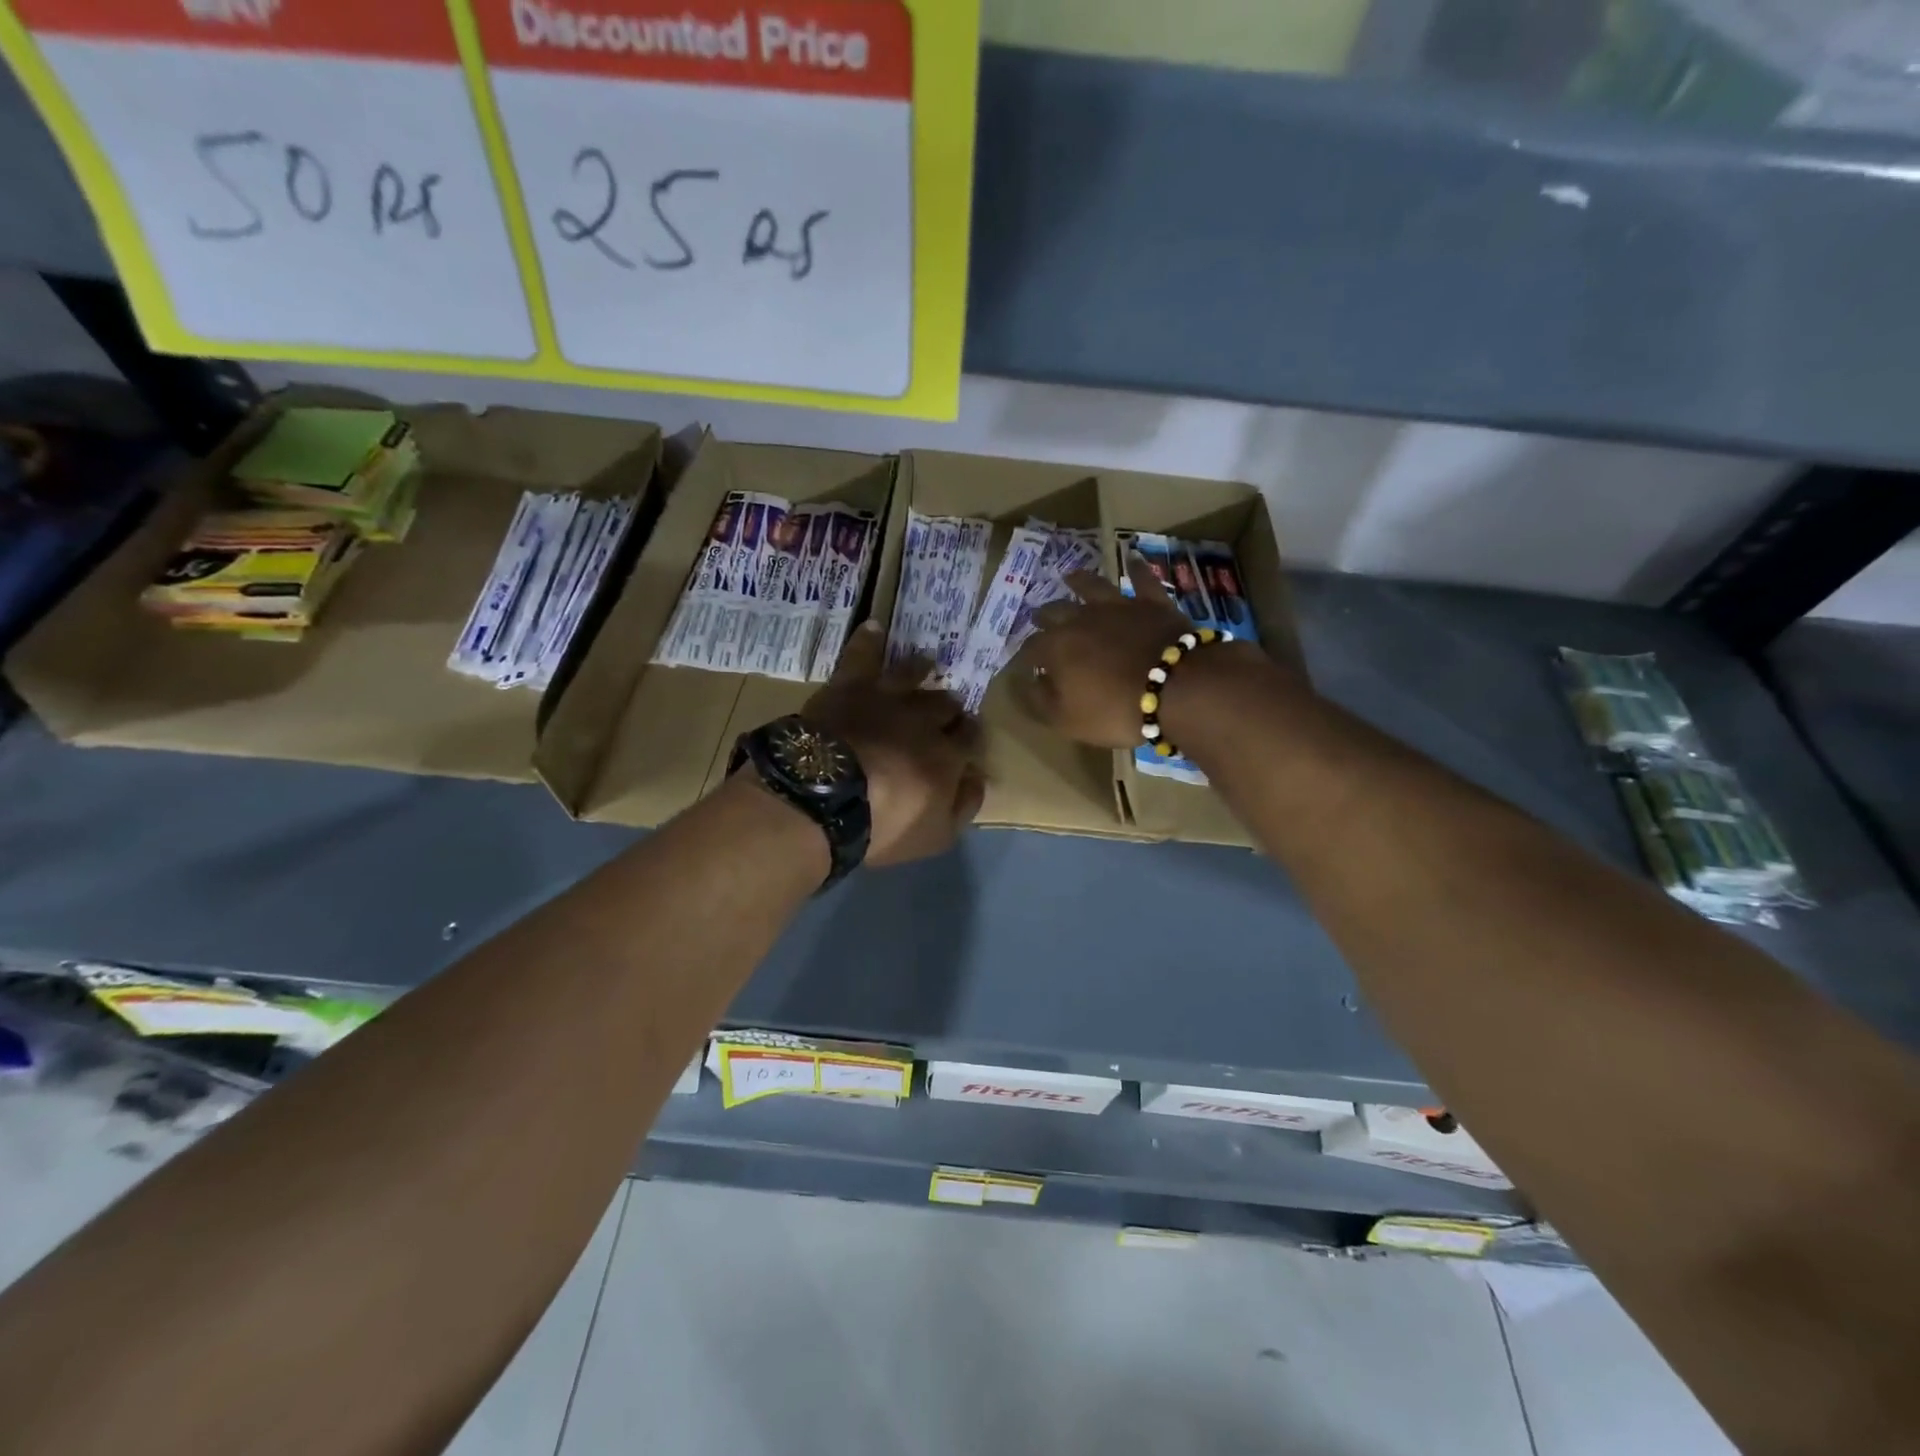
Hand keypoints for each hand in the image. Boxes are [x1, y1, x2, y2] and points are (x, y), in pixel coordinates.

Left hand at [804, 621, 985, 866]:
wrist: (827, 796)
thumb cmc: (884, 824)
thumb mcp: (937, 834)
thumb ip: (965, 804)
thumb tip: (980, 777)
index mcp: (948, 755)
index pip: (970, 738)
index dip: (969, 738)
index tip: (966, 741)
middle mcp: (924, 718)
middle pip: (945, 704)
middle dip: (948, 707)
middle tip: (944, 711)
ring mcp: (887, 697)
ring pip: (913, 673)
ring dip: (921, 669)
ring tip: (926, 664)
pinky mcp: (850, 686)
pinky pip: (861, 656)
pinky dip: (868, 641)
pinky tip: (874, 627)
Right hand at [1008, 554, 1267, 749]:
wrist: (1176, 688)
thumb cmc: (1115, 709)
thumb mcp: (1067, 720)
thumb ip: (1041, 701)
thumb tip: (1027, 683)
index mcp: (1056, 647)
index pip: (1031, 649)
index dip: (1025, 657)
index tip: (1024, 664)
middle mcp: (1081, 619)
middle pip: (1055, 612)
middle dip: (1044, 616)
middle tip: (1038, 617)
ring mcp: (1118, 606)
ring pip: (1092, 586)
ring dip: (1079, 581)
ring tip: (1070, 576)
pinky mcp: (1152, 603)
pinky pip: (1142, 581)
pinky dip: (1137, 569)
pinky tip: (1133, 558)